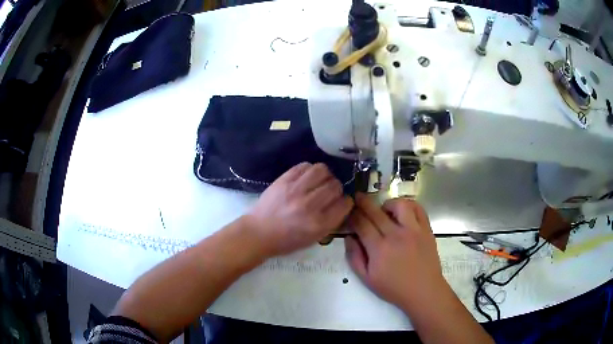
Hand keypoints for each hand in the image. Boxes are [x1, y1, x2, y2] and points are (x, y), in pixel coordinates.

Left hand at [246, 162, 353, 256]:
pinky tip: (307, 177)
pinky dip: (309, 170)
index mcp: (319, 224)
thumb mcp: (314, 239)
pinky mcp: (284, 180)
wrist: (259, 232)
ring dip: (325, 175)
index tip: (342, 202)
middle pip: (335, 185)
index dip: (346, 202)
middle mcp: (310, 205)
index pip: (345, 204)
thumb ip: (331, 222)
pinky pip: (304, 165)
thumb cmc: (287, 241)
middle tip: (329, 192)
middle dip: (336, 188)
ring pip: (322, 170)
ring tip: (319, 181)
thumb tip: (342, 204)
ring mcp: (296, 190)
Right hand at [345, 194, 446, 311]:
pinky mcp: (426, 229)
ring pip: (399, 204)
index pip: (362, 224)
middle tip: (358, 197)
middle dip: (363, 202)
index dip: (353, 215)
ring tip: (385, 211)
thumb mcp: (367, 279)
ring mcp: (414, 230)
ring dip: (388, 204)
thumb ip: (354, 257)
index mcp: (379, 249)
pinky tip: (403, 212)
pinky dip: (409, 206)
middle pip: (376, 211)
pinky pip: (418, 209)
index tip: (348, 210)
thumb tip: (349, 237)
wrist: (423, 291)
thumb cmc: (394, 288)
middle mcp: (396, 235)